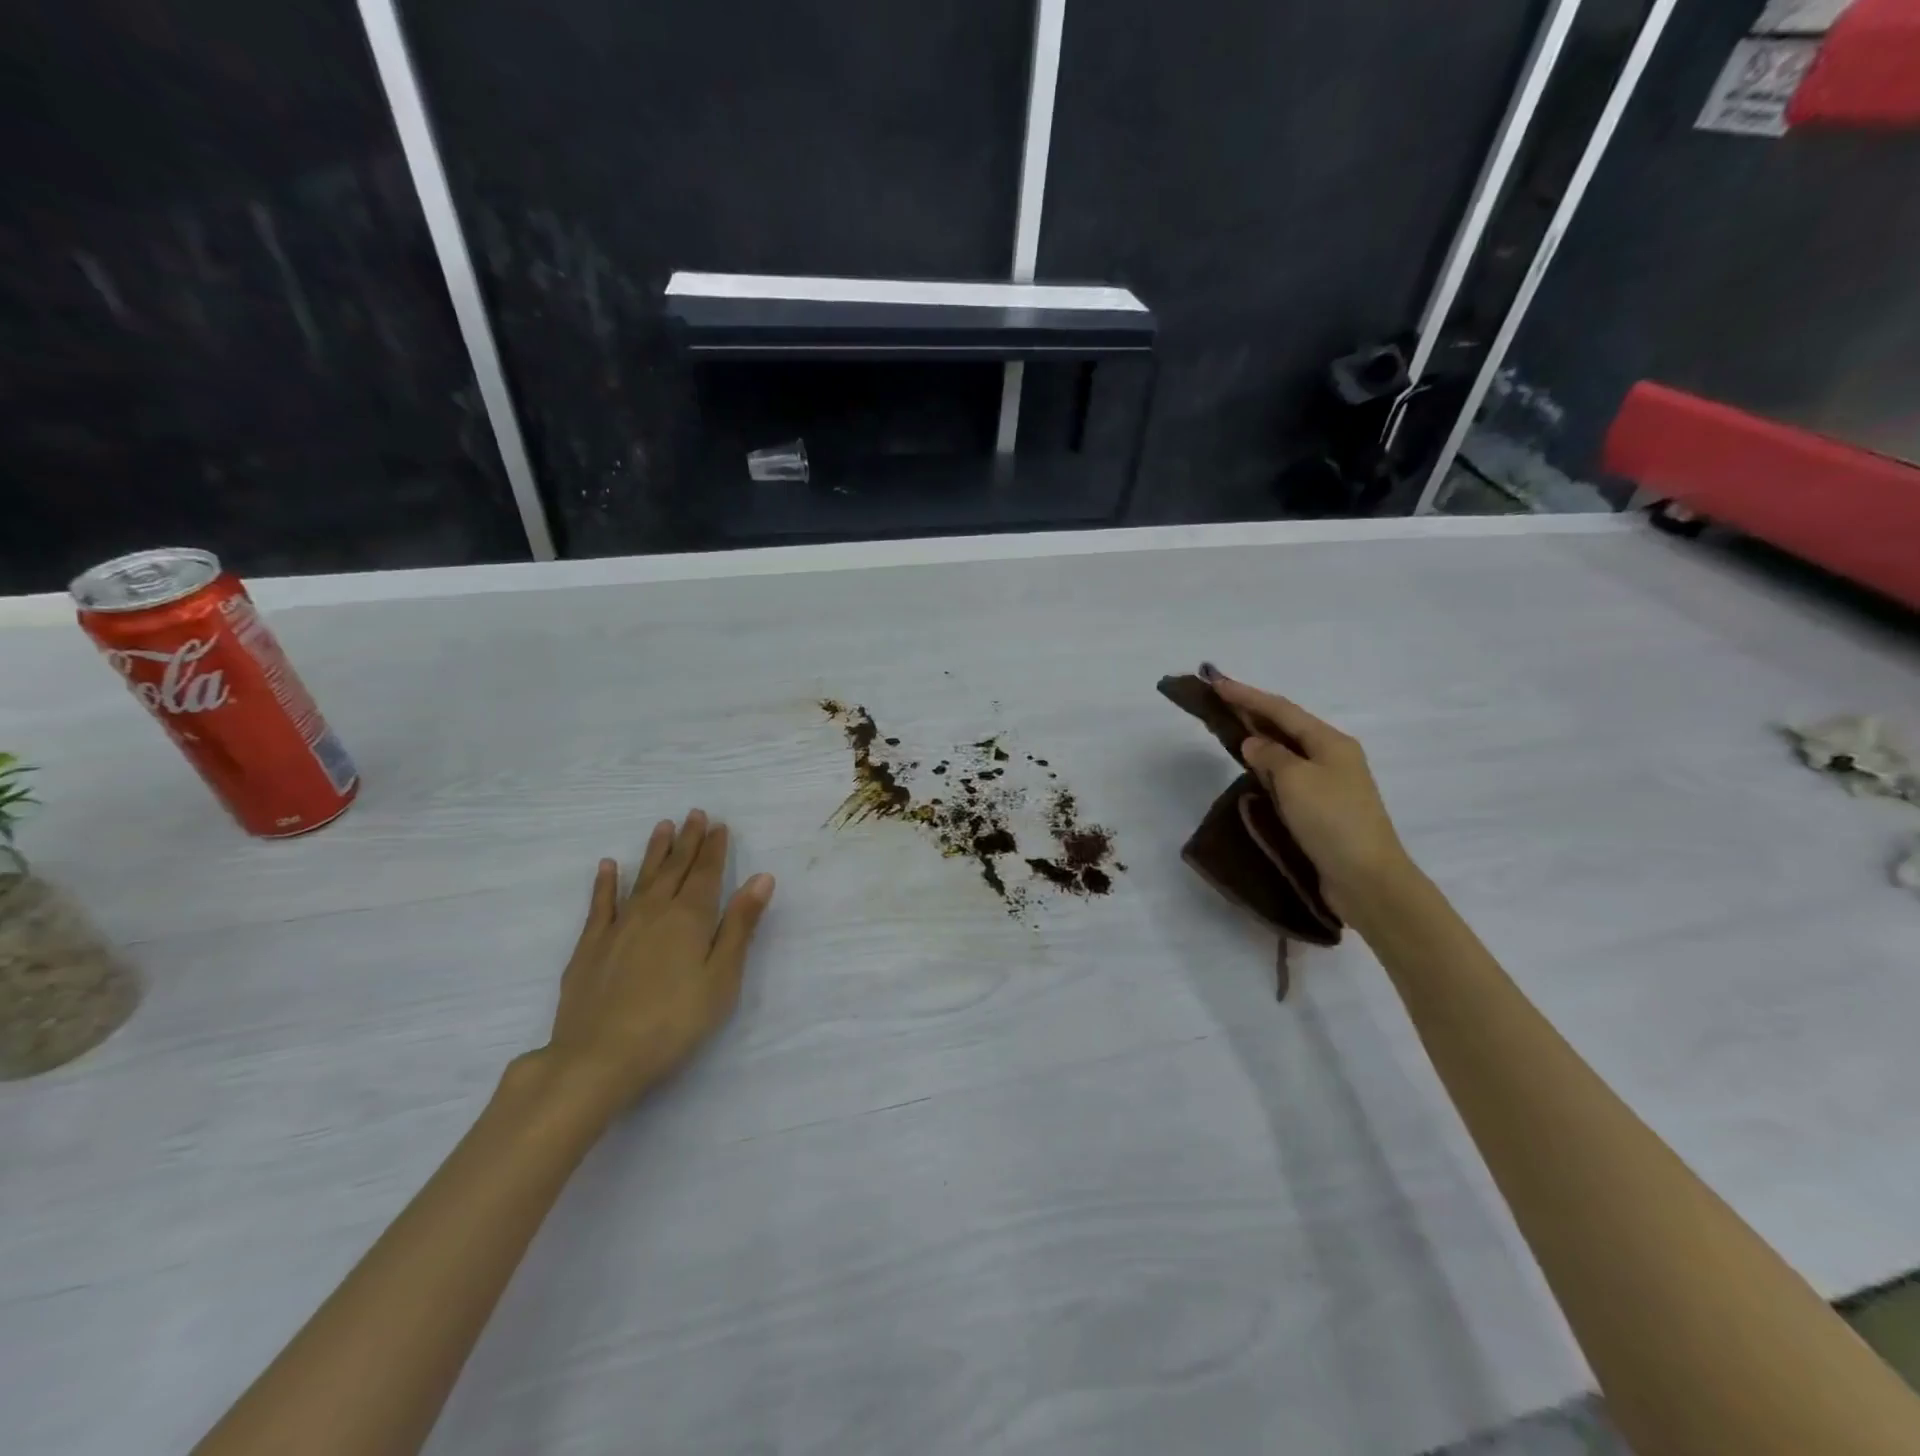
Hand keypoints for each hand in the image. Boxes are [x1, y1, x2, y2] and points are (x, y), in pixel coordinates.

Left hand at [527, 811, 775, 1120]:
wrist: (599, 1057)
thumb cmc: (675, 1020)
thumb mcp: (722, 976)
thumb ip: (740, 925)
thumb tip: (761, 878)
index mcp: (690, 918)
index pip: (707, 874)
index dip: (715, 848)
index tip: (720, 824)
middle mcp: (654, 911)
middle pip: (675, 869)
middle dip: (688, 841)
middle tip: (695, 814)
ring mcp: (618, 927)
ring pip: (640, 879)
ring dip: (654, 852)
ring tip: (662, 826)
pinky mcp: (589, 947)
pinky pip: (600, 905)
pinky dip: (605, 883)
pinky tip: (607, 866)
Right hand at [1207, 673, 1414, 919]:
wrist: (1367, 879)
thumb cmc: (1332, 821)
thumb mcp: (1296, 780)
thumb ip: (1270, 756)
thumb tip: (1253, 744)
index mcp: (1330, 742)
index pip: (1281, 710)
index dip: (1246, 695)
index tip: (1216, 683)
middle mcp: (1333, 757)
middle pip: (1286, 726)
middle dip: (1253, 712)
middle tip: (1219, 700)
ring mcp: (1330, 784)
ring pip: (1287, 751)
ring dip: (1260, 737)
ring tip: (1230, 728)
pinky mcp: (1323, 810)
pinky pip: (1289, 776)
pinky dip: (1268, 766)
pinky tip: (1253, 769)